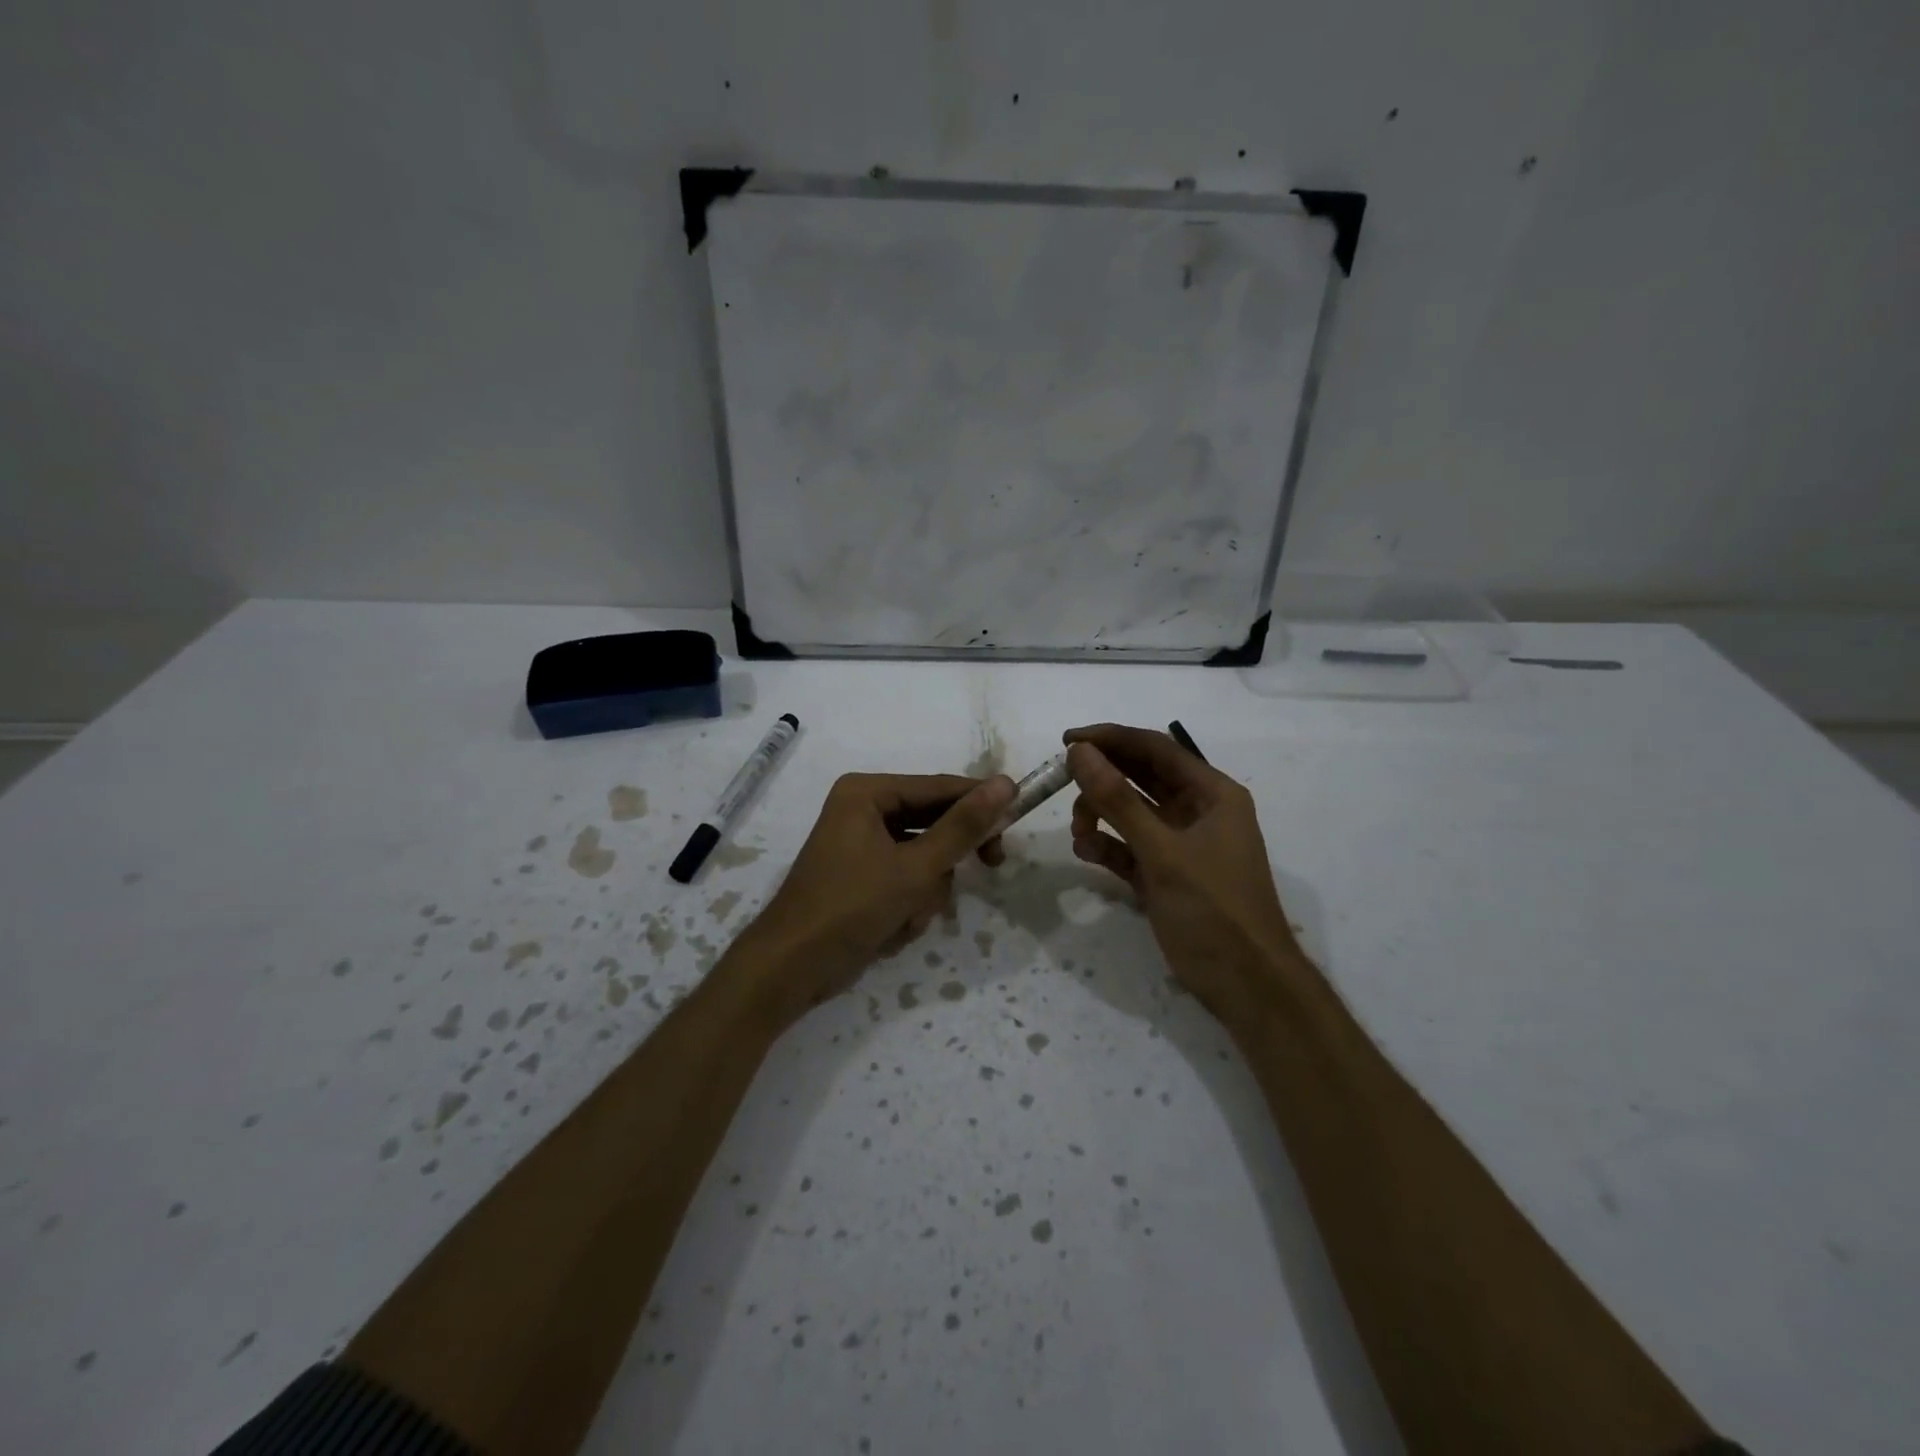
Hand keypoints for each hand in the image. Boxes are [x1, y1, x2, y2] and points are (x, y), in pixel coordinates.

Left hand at [729, 772, 1014, 1029]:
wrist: (791, 969)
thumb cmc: (851, 907)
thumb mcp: (916, 868)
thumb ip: (963, 827)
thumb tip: (1005, 784)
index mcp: (867, 792)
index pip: (939, 788)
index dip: (980, 801)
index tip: (1019, 814)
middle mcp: (862, 810)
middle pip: (932, 822)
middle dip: (947, 859)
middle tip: (992, 866)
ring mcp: (861, 846)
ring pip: (923, 857)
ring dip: (926, 891)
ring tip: (908, 916)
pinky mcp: (862, 878)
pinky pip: (905, 879)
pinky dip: (909, 905)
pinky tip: (894, 928)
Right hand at [1065, 724, 1299, 1016]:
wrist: (1245, 985)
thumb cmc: (1213, 909)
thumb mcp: (1162, 851)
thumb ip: (1118, 800)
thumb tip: (1080, 752)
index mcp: (1212, 794)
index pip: (1156, 749)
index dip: (1111, 739)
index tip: (1067, 740)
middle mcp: (1197, 811)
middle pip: (1141, 777)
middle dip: (1101, 777)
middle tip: (1061, 779)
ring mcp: (1180, 844)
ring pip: (1131, 812)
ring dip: (1100, 813)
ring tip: (1078, 831)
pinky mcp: (1165, 874)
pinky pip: (1129, 846)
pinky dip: (1107, 845)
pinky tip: (1086, 851)